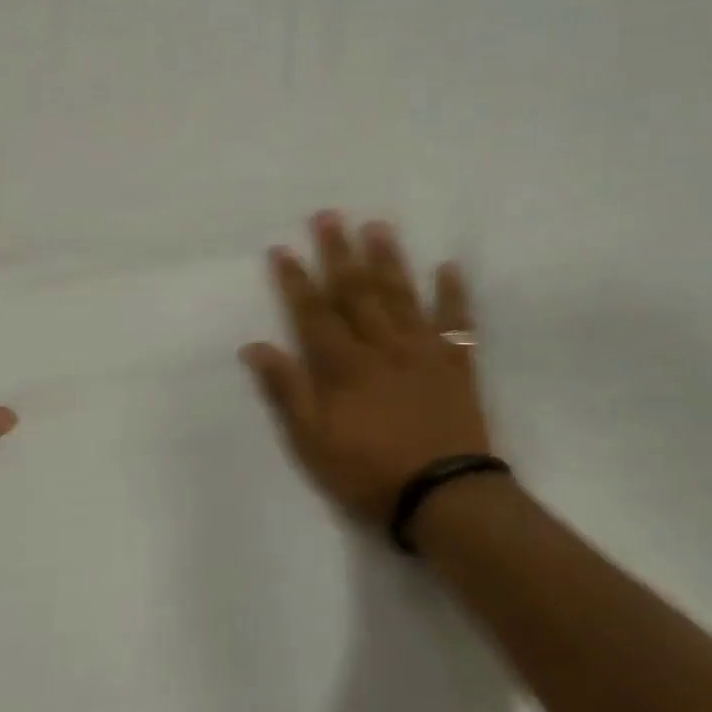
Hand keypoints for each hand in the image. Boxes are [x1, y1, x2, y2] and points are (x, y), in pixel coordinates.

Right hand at [241, 212, 492, 531]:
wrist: (443, 496)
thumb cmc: (368, 471)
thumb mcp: (312, 441)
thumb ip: (286, 391)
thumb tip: (255, 347)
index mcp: (343, 366)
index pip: (313, 313)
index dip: (296, 280)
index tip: (283, 249)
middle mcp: (382, 347)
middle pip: (356, 293)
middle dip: (339, 253)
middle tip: (329, 215)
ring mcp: (423, 353)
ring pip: (402, 297)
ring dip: (388, 261)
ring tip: (378, 226)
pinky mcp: (456, 367)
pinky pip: (457, 324)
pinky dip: (453, 295)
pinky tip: (448, 267)